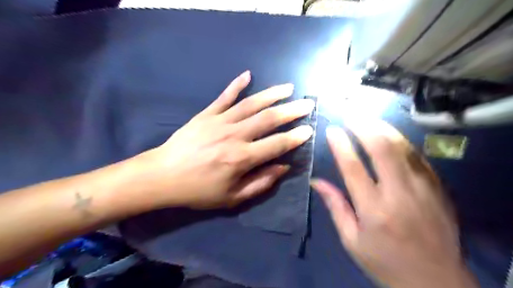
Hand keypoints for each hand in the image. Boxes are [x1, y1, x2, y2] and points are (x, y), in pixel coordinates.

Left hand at [136, 69, 312, 207]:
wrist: (163, 176)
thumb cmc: (198, 191)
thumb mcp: (232, 197)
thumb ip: (260, 183)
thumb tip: (282, 167)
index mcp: (242, 159)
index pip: (277, 144)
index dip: (296, 137)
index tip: (309, 130)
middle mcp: (235, 136)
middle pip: (269, 119)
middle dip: (291, 110)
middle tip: (307, 104)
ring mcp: (220, 121)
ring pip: (251, 104)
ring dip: (272, 94)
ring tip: (288, 88)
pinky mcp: (206, 114)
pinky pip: (224, 97)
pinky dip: (236, 85)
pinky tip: (248, 75)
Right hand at [310, 120, 479, 287]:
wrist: (437, 282)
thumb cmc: (385, 261)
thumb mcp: (351, 240)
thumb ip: (335, 206)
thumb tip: (315, 181)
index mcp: (373, 210)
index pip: (353, 167)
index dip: (340, 144)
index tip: (332, 130)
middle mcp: (399, 194)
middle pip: (381, 148)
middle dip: (364, 126)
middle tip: (350, 115)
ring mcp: (423, 188)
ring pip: (402, 147)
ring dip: (382, 128)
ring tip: (367, 118)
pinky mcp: (437, 187)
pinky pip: (416, 156)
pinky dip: (400, 141)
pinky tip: (389, 135)